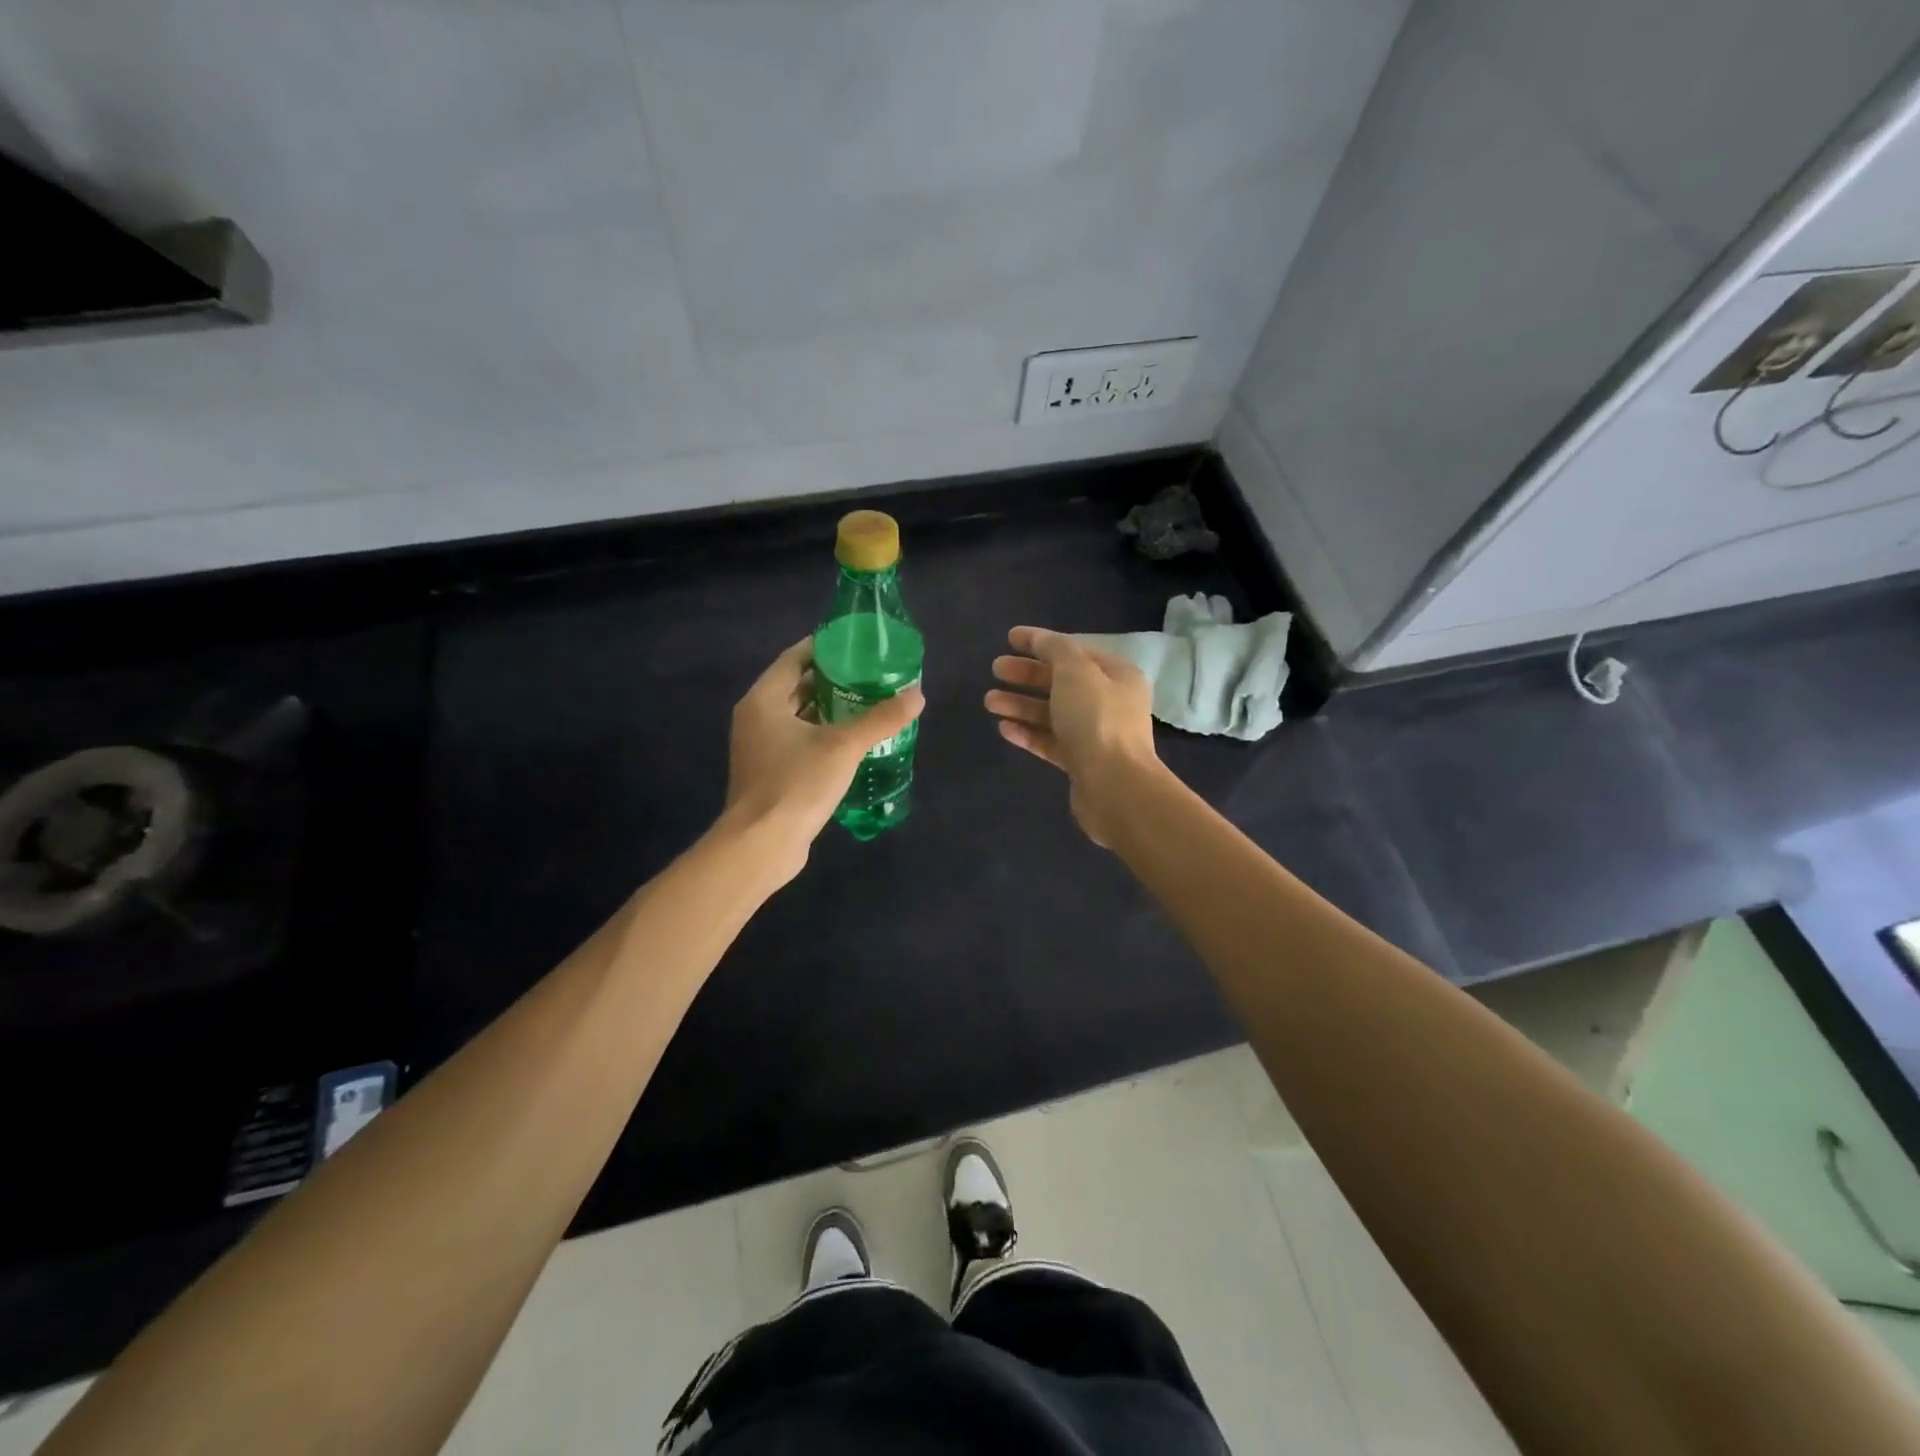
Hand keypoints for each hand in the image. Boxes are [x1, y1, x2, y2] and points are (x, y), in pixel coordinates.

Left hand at [723, 637, 923, 880]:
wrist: (762, 845)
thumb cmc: (797, 784)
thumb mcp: (843, 746)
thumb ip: (880, 719)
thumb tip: (917, 695)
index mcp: (763, 700)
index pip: (793, 659)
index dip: (823, 647)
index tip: (855, 644)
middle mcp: (756, 718)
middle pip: (796, 687)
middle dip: (832, 679)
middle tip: (870, 674)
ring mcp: (760, 748)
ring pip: (798, 717)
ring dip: (829, 709)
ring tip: (868, 703)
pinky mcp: (771, 773)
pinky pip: (799, 742)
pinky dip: (823, 735)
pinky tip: (854, 741)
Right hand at [985, 625, 1159, 846]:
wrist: (1115, 787)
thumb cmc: (1097, 720)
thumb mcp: (1075, 672)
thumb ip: (1055, 649)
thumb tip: (1040, 639)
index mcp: (1117, 675)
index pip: (1074, 651)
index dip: (1041, 642)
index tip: (1009, 638)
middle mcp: (1109, 703)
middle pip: (1061, 682)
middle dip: (1026, 675)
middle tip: (995, 669)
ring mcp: (1095, 735)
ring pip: (1052, 713)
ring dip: (1020, 704)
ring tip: (989, 701)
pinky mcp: (1080, 763)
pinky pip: (1050, 741)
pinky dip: (1028, 733)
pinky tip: (1004, 728)